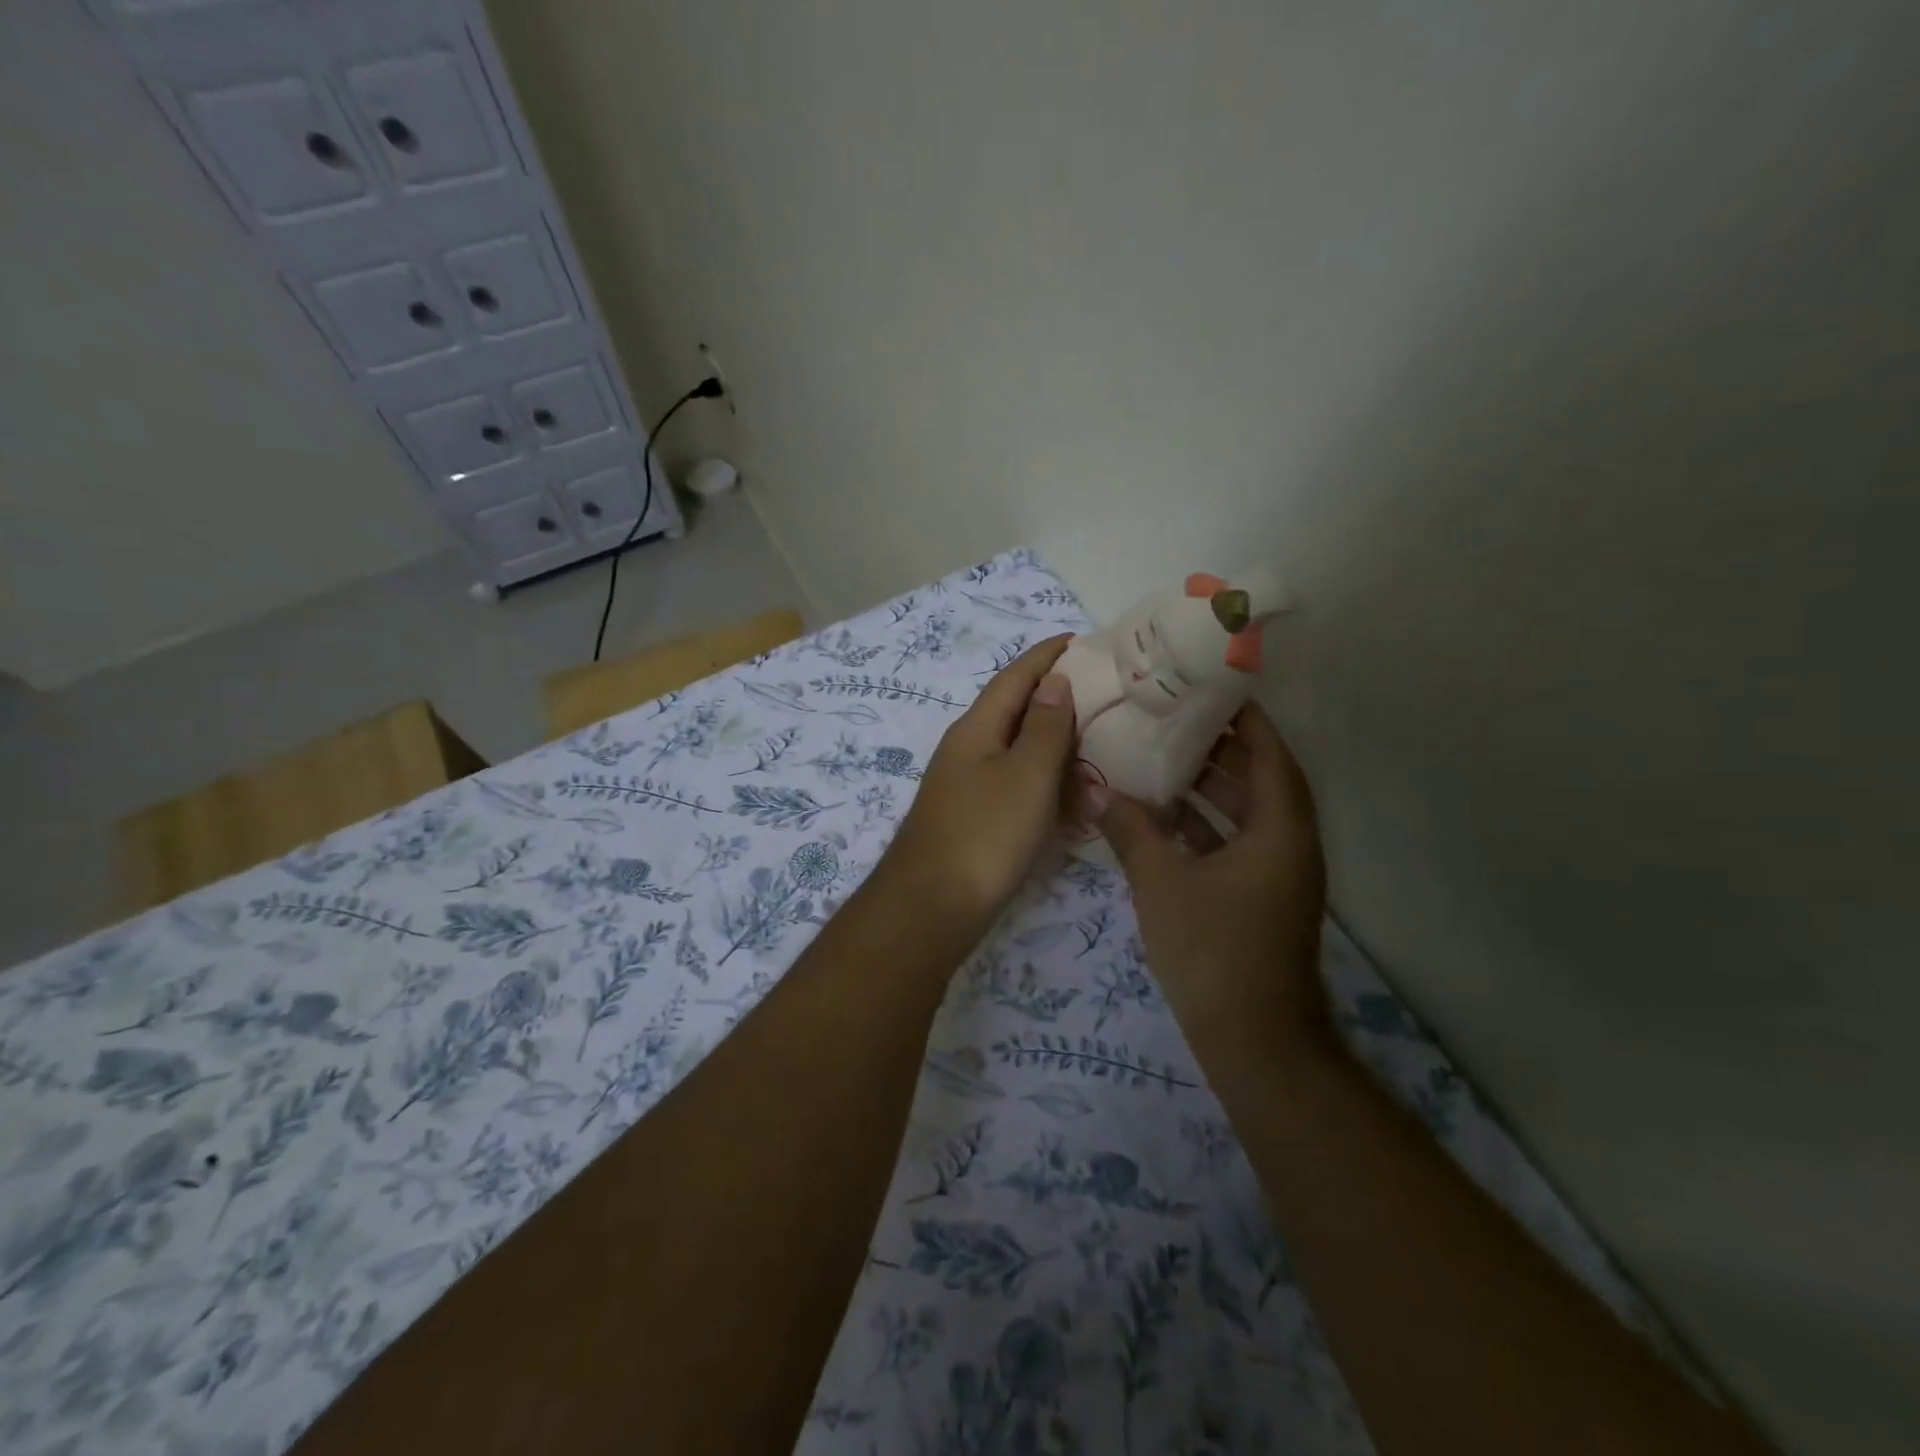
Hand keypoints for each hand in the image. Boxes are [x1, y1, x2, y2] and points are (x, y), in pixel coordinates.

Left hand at [881, 635, 1079, 934]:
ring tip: (1098, 740)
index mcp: (977, 728)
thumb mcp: (1026, 775)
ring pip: (1018, 750)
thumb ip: (1044, 726)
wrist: (932, 908)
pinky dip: (1046, 783)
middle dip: (1056, 698)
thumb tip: (1054, 681)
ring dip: (1055, 744)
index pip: (1015, 676)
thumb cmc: (985, 834)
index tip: (1080, 639)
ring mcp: (969, 786)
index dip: (1046, 655)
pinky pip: (1017, 786)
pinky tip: (1072, 796)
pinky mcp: (975, 819)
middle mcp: (968, 749)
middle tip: (1103, 694)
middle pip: (1015, 710)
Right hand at [1099, 703, 1329, 1057]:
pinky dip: (1205, 826)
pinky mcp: (1260, 899)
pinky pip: (1235, 843)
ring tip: (1160, 758)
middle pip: (1260, 778)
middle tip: (1171, 717)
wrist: (1254, 1042)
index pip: (1269, 752)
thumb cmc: (1214, 950)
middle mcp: (1288, 843)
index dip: (1243, 717)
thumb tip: (1096, 789)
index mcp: (1280, 828)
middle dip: (1219, 747)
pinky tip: (1162, 818)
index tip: (1208, 688)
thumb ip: (1130, 830)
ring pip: (1246, 813)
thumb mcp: (1162, 882)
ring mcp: (1277, 874)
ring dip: (1210, 788)